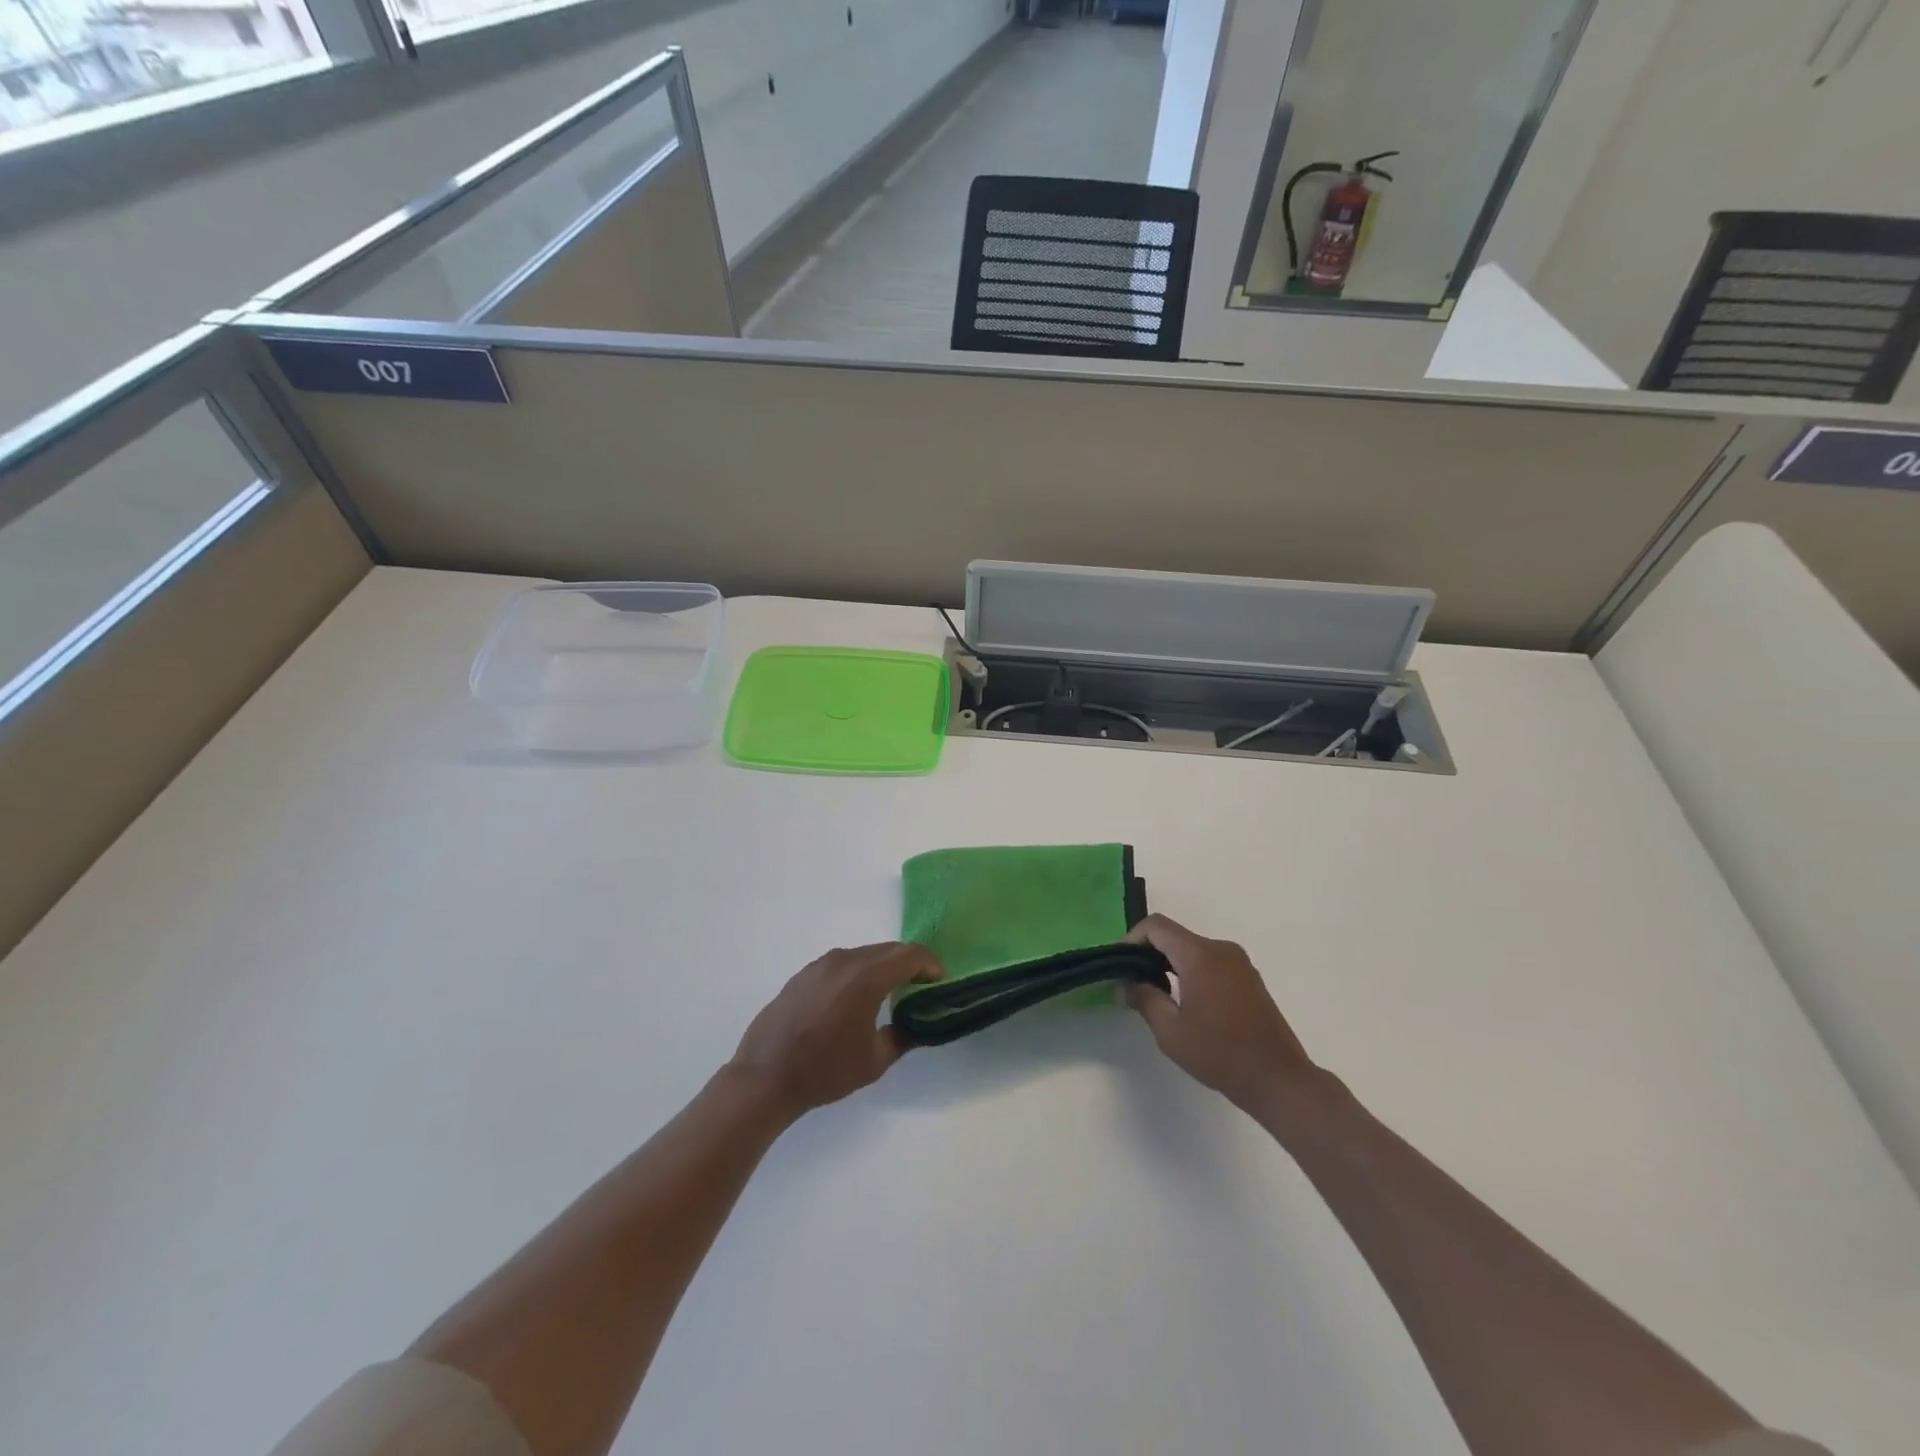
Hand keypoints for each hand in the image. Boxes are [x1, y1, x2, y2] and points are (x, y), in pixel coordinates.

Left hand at [730, 943, 944, 1117]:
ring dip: (882, 967)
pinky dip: (857, 973)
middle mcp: (844, 960)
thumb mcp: (875, 1061)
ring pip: (863, 954)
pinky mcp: (802, 974)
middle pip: (887, 950)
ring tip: (888, 993)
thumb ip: (902, 1037)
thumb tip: (916, 1026)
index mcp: (867, 977)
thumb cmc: (825, 1070)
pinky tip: (853, 1000)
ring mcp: (820, 965)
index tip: (939, 981)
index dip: (930, 964)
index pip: (910, 955)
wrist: (765, 1077)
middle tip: (920, 986)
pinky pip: (841, 964)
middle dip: (908, 964)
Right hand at [1123, 915, 1321, 1122]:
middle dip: (1148, 953)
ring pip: (1192, 949)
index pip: (1156, 926)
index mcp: (1201, 956)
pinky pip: (1210, 961)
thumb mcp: (1171, 1031)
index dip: (1131, 939)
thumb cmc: (1221, 1055)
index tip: (1119, 965)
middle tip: (1131, 982)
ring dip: (1169, 963)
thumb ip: (1143, 999)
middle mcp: (1221, 949)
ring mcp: (1239, 962)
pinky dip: (1189, 971)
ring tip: (1154, 994)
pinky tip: (1184, 1001)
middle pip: (1174, 936)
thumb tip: (1123, 984)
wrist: (1279, 1080)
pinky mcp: (1249, 977)